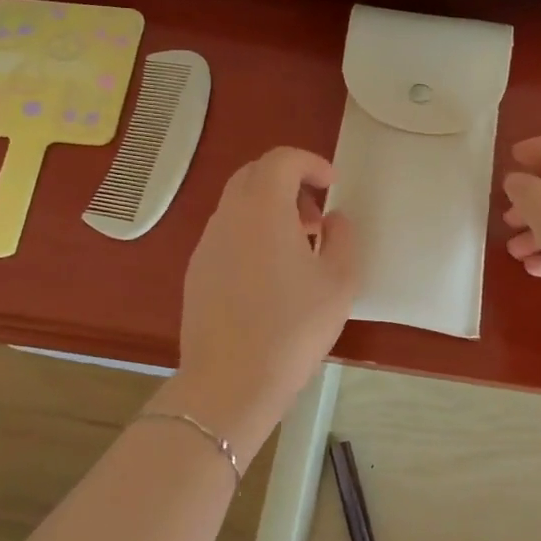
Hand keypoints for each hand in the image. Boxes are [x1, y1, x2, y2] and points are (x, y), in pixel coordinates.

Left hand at [175, 147, 359, 426]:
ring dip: (270, 211)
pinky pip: (227, 235)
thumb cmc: (294, 327)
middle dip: (289, 184)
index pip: (281, 160)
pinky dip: (252, 235)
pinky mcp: (196, 272)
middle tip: (316, 217)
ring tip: (299, 249)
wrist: (232, 381)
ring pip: (238, 205)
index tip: (332, 185)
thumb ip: (344, 238)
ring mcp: (207, 245)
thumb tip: (334, 219)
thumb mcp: (340, 282)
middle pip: (254, 176)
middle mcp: (228, 217)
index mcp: (263, 209)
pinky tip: (271, 276)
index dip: (310, 163)